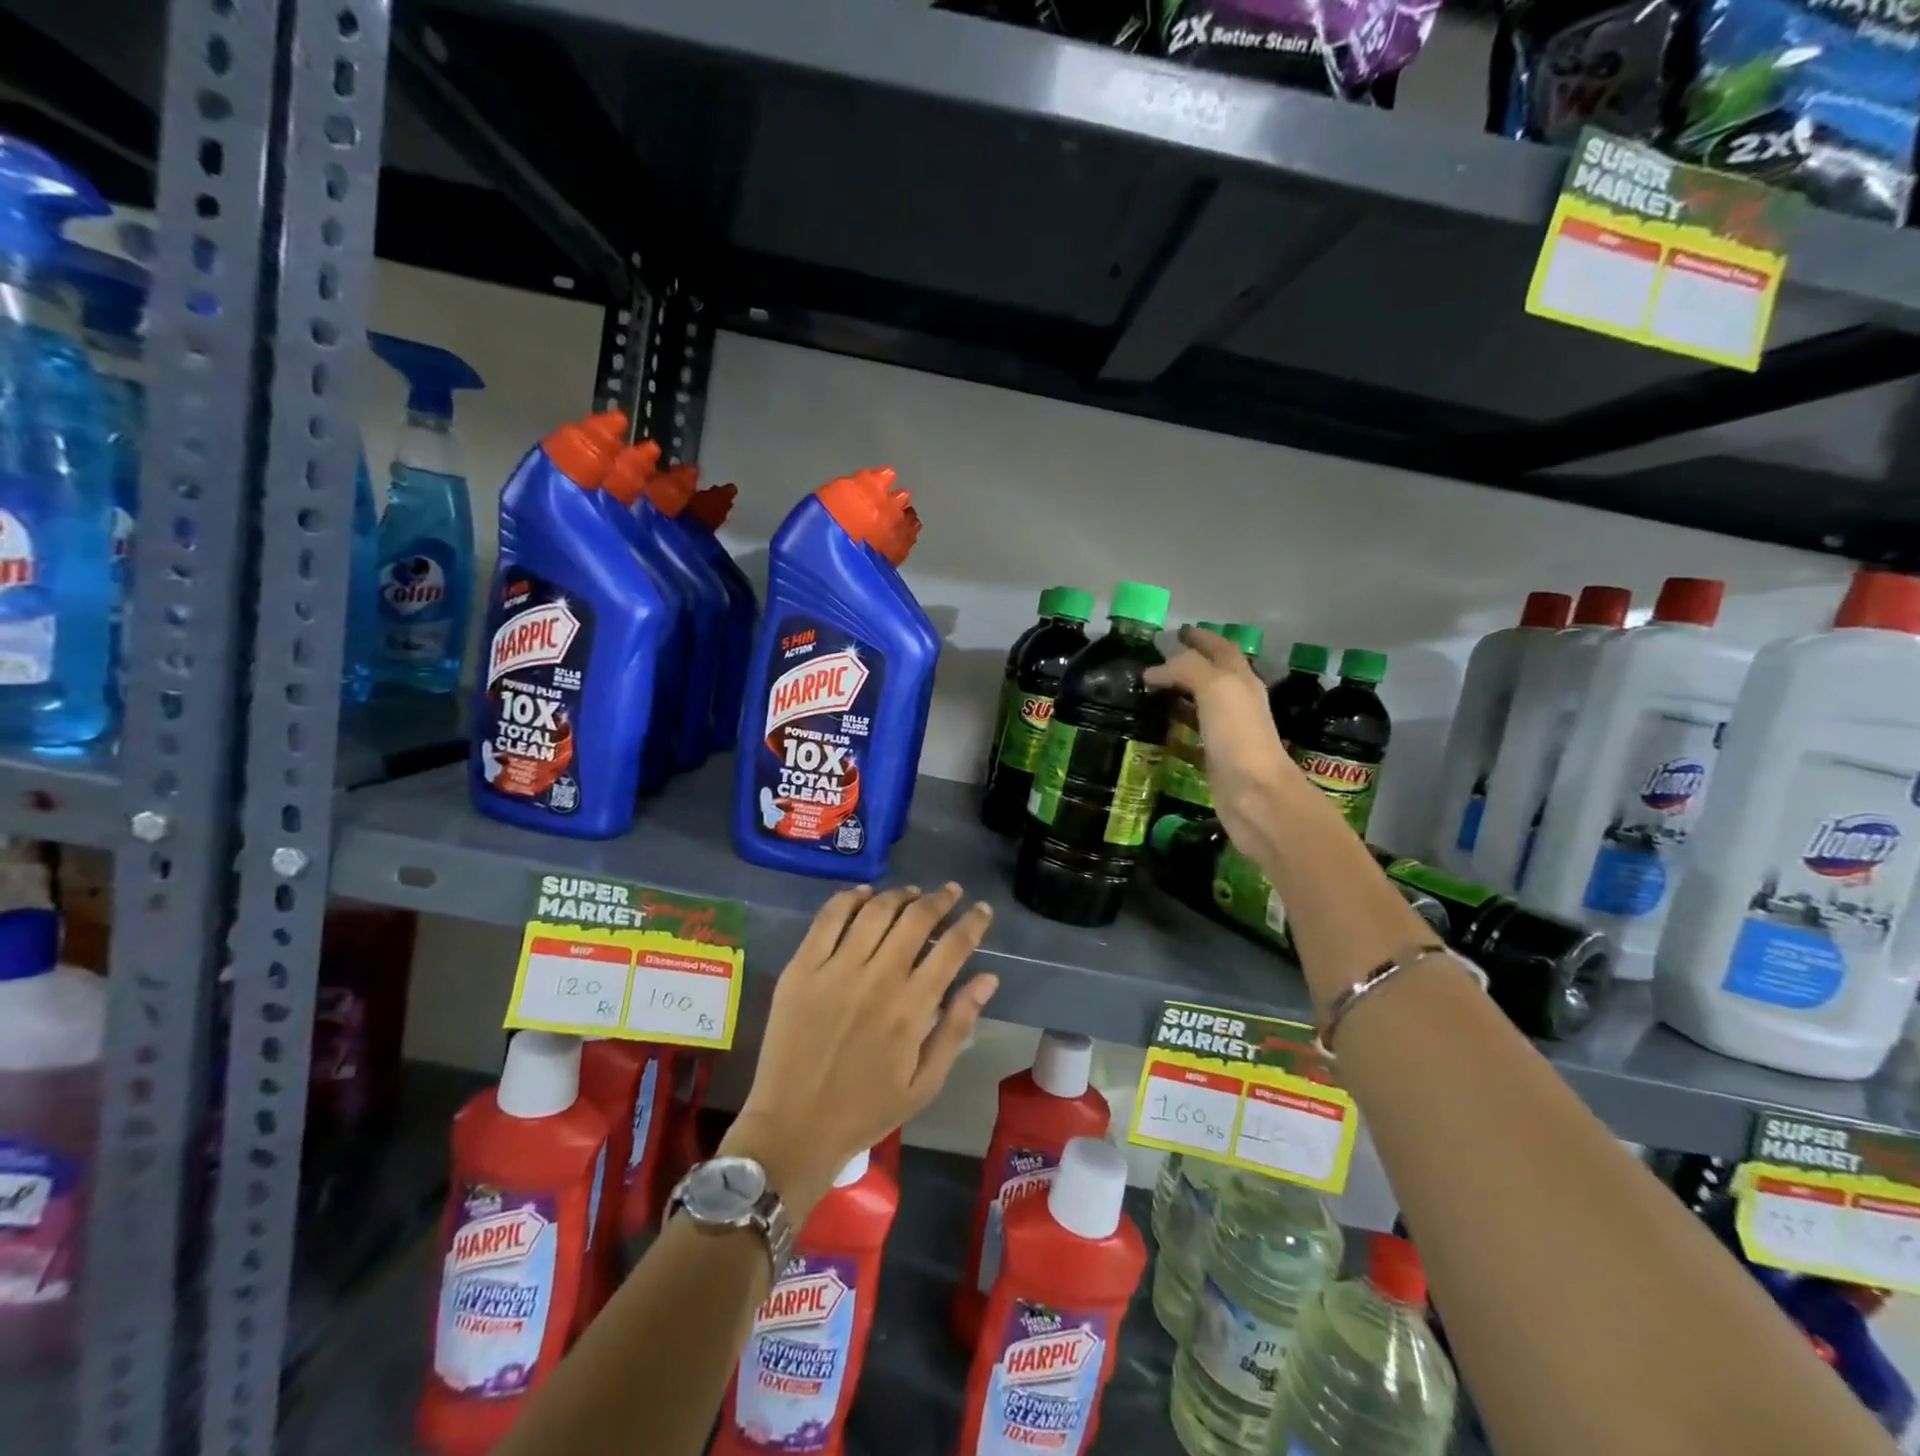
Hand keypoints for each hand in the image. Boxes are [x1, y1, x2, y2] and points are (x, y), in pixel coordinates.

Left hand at [722, 884, 996, 1217]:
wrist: (794, 1129)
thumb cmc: (866, 1111)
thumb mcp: (925, 1083)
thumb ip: (957, 1026)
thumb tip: (988, 978)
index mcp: (912, 1008)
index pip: (952, 948)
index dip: (972, 923)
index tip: (981, 910)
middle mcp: (877, 979)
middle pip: (916, 919)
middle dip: (940, 899)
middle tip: (951, 892)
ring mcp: (835, 970)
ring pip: (876, 911)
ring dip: (900, 894)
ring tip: (912, 893)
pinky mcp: (801, 969)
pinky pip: (828, 919)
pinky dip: (850, 898)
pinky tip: (864, 893)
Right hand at [1145, 626, 1300, 857]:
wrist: (1256, 796)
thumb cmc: (1239, 737)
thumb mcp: (1216, 688)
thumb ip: (1186, 669)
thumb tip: (1153, 671)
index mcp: (1241, 681)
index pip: (1221, 649)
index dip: (1201, 638)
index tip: (1178, 631)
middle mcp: (1237, 703)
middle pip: (1213, 675)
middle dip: (1188, 665)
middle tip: (1157, 662)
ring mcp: (1228, 733)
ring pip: (1202, 705)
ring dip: (1180, 695)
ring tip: (1152, 692)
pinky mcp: (1216, 760)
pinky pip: (1192, 737)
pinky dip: (1176, 730)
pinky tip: (1158, 731)